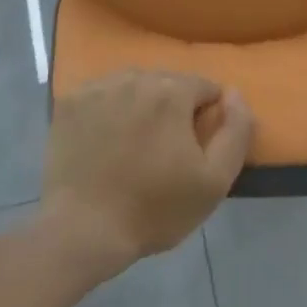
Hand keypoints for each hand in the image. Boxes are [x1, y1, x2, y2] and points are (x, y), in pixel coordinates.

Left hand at [43, 70, 253, 272]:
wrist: (83, 229)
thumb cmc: (154, 209)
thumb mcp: (214, 181)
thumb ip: (236, 131)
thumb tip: (234, 94)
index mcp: (172, 91)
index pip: (204, 86)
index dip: (206, 115)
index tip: (196, 147)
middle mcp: (135, 77)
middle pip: (167, 82)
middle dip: (173, 108)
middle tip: (165, 149)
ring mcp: (98, 86)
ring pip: (133, 85)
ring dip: (141, 105)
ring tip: (135, 144)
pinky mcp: (70, 102)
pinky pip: (102, 94)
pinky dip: (109, 109)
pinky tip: (106, 139)